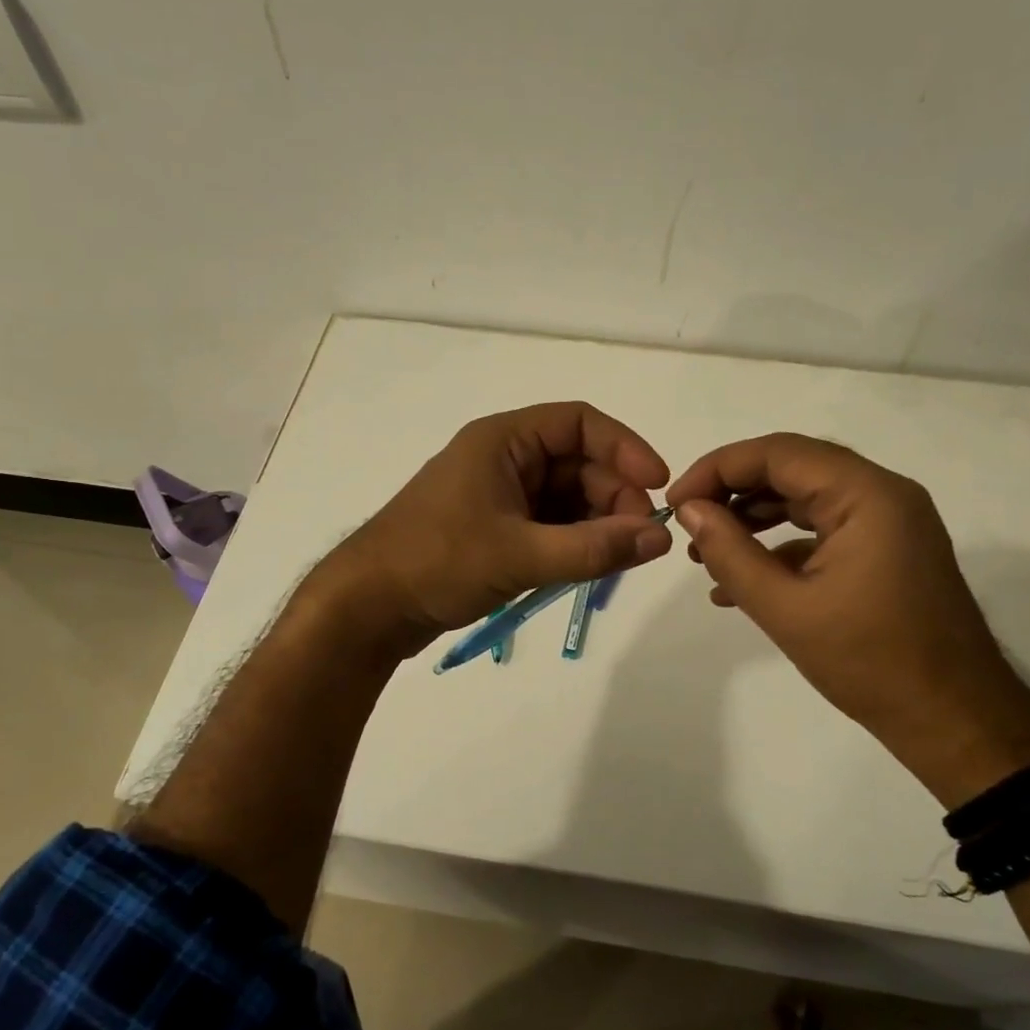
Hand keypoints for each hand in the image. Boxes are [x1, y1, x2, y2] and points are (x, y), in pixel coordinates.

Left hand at [315, 402, 674, 656]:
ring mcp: (498, 495)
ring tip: (620, 556)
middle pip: (577, 461)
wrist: (368, 607)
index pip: (578, 422)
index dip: (624, 447)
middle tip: (640, 537)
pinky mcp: (495, 529)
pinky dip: (574, 540)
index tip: (657, 485)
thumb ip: (594, 548)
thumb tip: (662, 540)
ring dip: (597, 521)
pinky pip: (548, 524)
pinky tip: (592, 565)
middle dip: (614, 494)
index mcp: (502, 440)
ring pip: (565, 496)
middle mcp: (503, 459)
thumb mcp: (521, 554)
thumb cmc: (437, 562)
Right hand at [667, 434, 1029, 806]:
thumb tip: (689, 510)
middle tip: (688, 521)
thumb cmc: (869, 662)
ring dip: (753, 517)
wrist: (954, 721)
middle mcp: (883, 494)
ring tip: (706, 552)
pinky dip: (780, 544)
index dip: (717, 468)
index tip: (676, 501)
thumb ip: (729, 552)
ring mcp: (889, 523)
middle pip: (792, 468)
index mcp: (867, 495)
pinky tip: (741, 581)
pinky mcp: (886, 550)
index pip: (778, 453)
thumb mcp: (785, 608)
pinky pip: (823, 529)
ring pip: (805, 498)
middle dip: (732, 491)